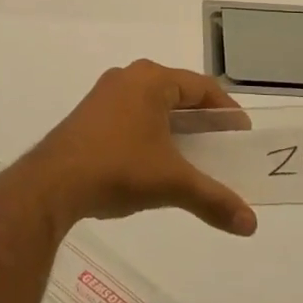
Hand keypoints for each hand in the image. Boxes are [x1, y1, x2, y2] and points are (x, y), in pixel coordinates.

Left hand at [19, 60, 257, 237]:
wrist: (50, 185)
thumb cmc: (118, 169)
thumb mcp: (172, 183)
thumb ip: (214, 200)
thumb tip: (251, 225)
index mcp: (151, 80)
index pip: (202, 87)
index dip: (226, 111)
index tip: (241, 135)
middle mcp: (128, 77)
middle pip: (177, 93)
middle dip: (201, 119)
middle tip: (221, 145)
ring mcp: (104, 95)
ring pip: (153, 104)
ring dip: (175, 127)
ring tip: (192, 155)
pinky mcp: (88, 115)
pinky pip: (131, 115)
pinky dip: (150, 132)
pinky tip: (154, 161)